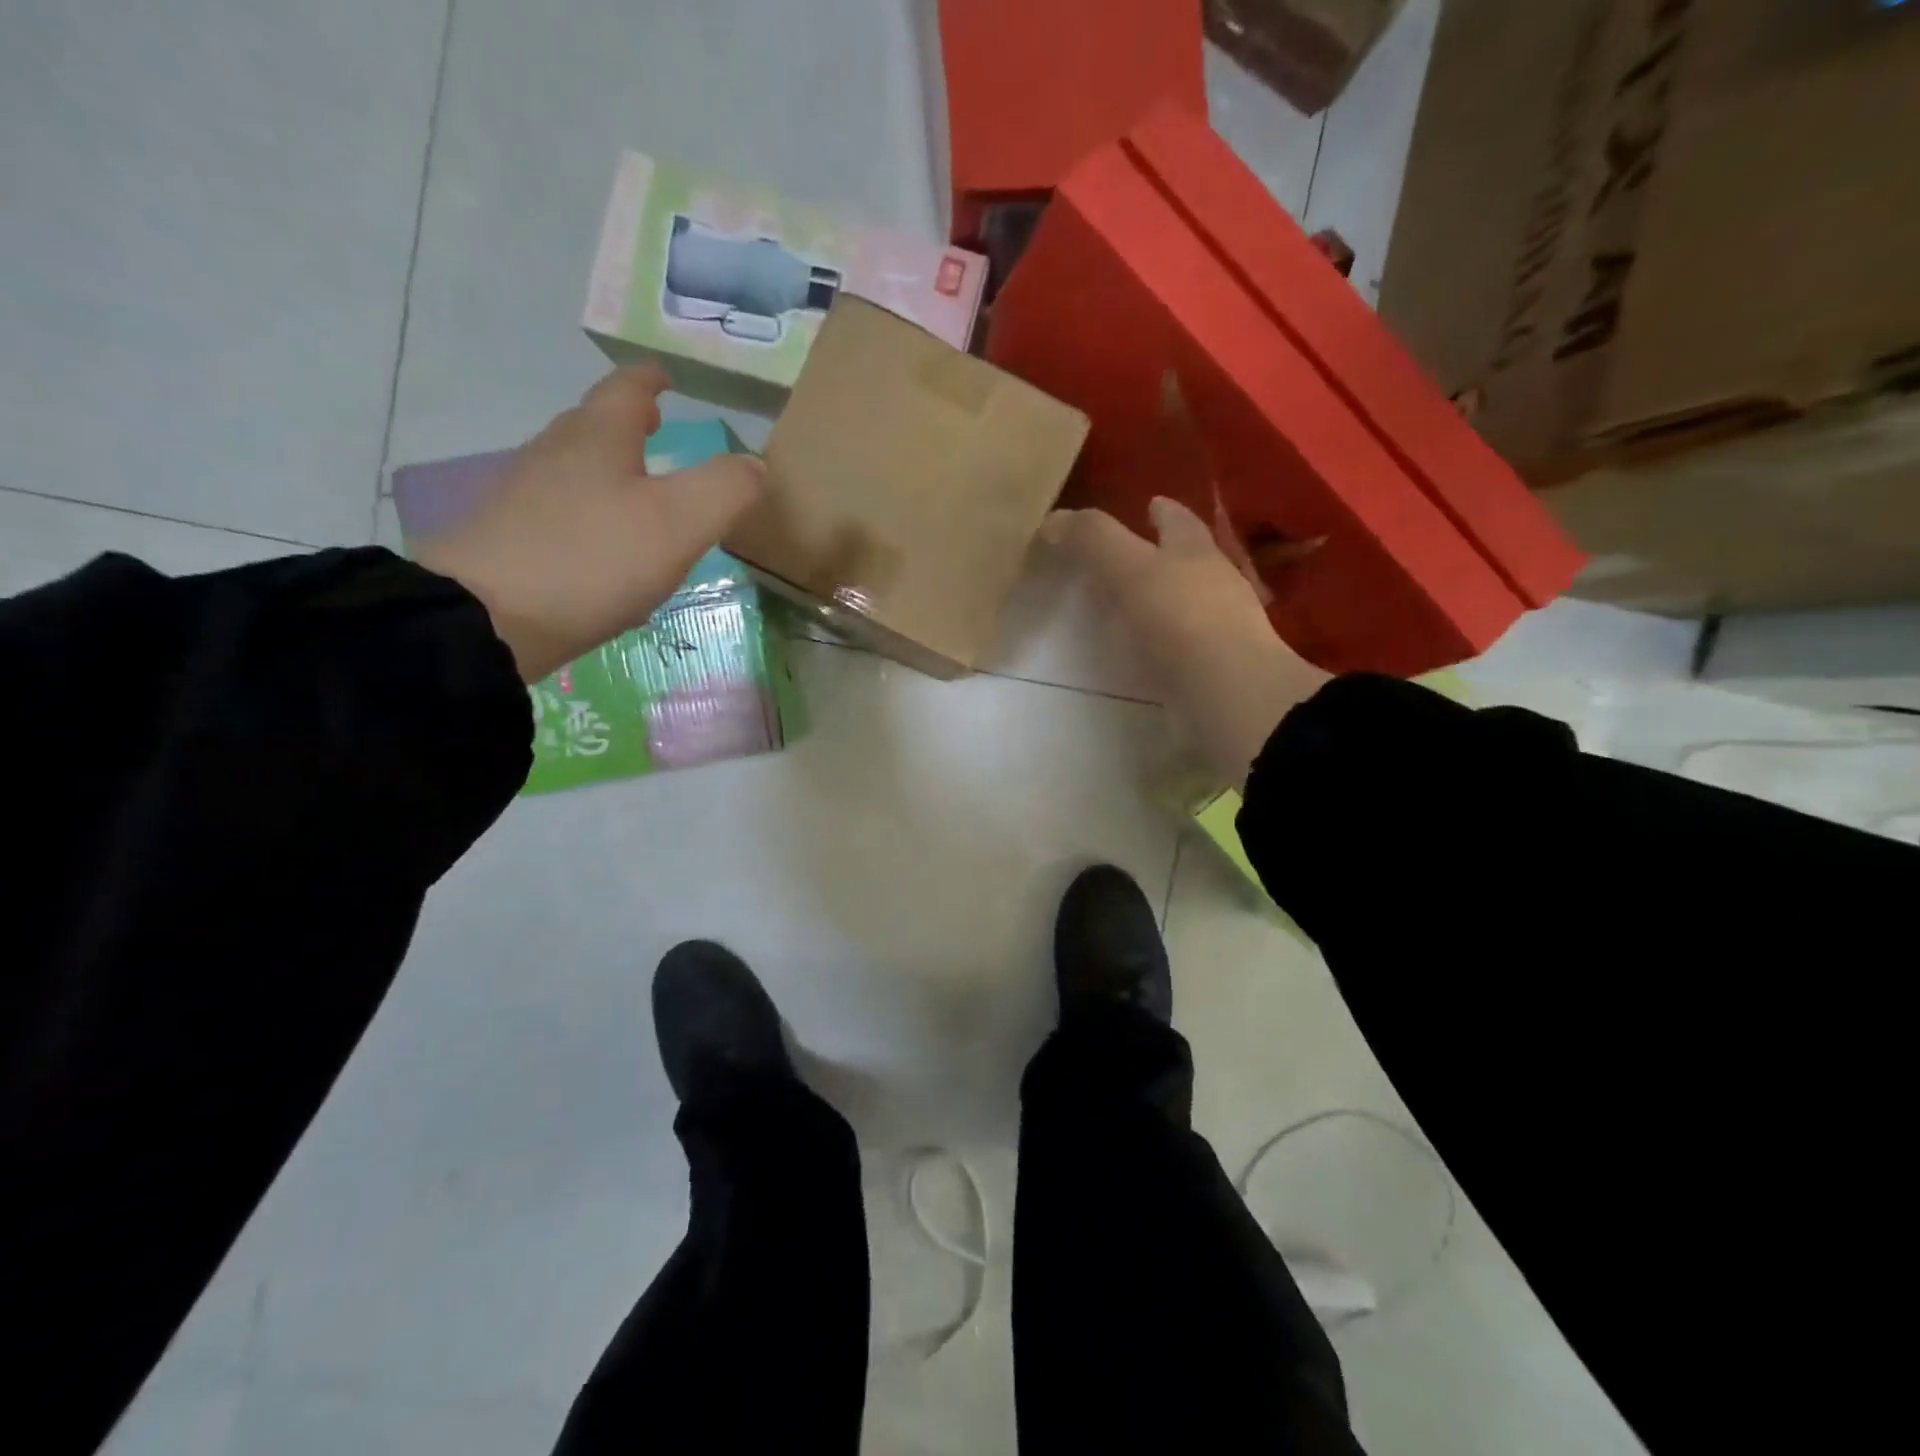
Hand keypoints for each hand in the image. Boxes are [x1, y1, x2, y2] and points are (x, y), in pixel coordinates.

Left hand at [416, 366, 765, 681]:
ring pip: (572, 469)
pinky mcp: (509, 543)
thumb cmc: (592, 558)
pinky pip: (559, 514)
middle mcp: (555, 457)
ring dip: (605, 468)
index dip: (649, 381)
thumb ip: (725, 489)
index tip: (664, 376)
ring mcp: (524, 500)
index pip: (625, 390)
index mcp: (597, 439)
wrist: (484, 618)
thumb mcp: (678, 522)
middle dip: (624, 422)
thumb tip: (755, 465)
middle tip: (652, 426)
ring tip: (635, 488)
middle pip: (592, 425)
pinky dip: (587, 515)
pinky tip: (602, 548)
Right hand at [1041, 498, 1328, 787]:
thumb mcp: (1128, 570)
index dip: (1163, 510)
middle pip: (1192, 558)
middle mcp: (1215, 583)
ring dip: (1168, 598)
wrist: (1228, 694)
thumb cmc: (1180, 619)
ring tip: (1135, 603)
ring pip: (1192, 601)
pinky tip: (1149, 651)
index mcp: (1195, 552)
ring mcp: (1221, 628)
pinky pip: (1186, 644)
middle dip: (1169, 552)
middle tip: (1136, 554)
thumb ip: (1093, 541)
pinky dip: (1167, 641)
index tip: (1150, 504)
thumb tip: (1054, 519)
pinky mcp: (1215, 668)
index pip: (1179, 521)